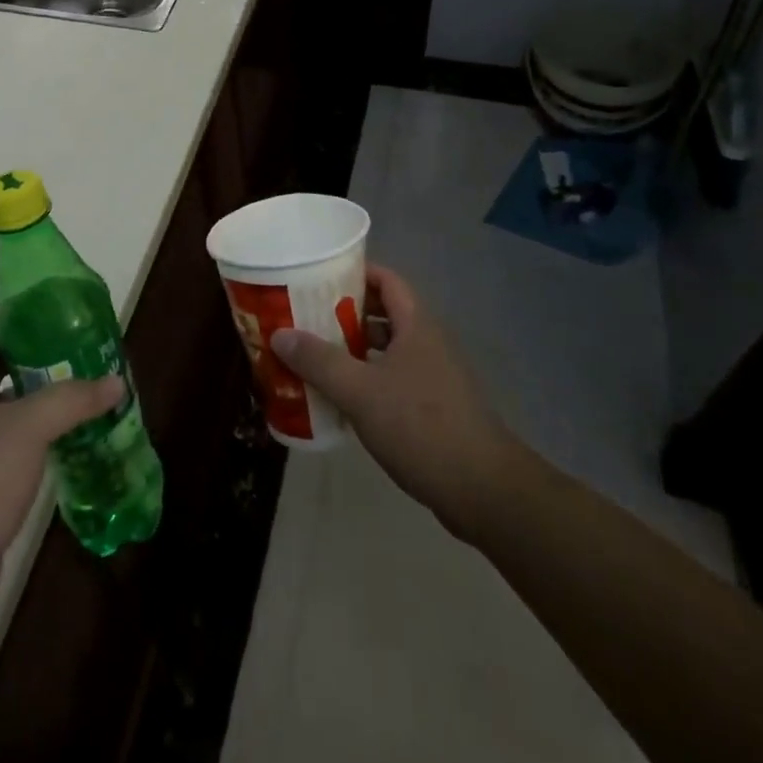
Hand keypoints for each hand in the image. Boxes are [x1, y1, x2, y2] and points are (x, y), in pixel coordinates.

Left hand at [0, 311, 121, 599]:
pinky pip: (3, 436)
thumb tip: (116, 382)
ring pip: (2, 402)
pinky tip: (63, 430)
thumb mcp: (28, 429)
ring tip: (78, 382)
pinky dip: (31, 427)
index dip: (20, 313)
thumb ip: (73, 398)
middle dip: (36, 353)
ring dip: (36, 392)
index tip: (58, 306)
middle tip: (77, 344)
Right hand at [270, 264, 523, 542]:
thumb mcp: (360, 391)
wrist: (483, 490)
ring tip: (314, 355)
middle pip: (384, 314)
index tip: (318, 276)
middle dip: (345, 313)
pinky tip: (340, 398)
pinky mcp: (434, 408)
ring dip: (354, 350)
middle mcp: (427, 343)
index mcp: (416, 325)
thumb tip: (279, 334)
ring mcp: (434, 377)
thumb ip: (318, 361)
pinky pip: (393, 380)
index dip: (355, 272)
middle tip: (305, 317)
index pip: (386, 280)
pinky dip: (367, 380)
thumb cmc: (420, 426)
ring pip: (387, 350)